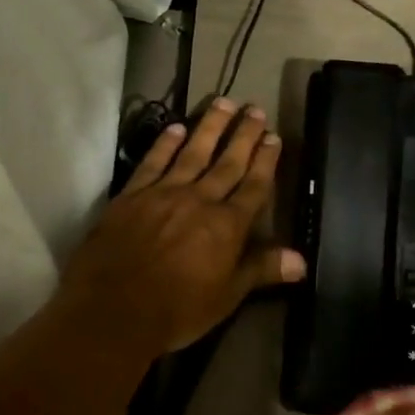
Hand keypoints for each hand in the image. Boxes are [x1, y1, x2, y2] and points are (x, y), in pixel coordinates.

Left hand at [54, 98, 304, 361]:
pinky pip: (153, 162)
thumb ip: (261, 270)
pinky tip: (175, 128)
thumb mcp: (226, 297)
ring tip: (223, 103)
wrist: (112, 311)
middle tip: (255, 109)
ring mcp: (163, 194)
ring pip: (192, 152)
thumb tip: (302, 259)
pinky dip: (164, 144)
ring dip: (210, 127)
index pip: (253, 186)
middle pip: (227, 162)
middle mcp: (199, 201)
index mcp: (227, 226)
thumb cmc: (175, 311)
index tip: (273, 137)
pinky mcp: (132, 195)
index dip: (265, 161)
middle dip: (244, 135)